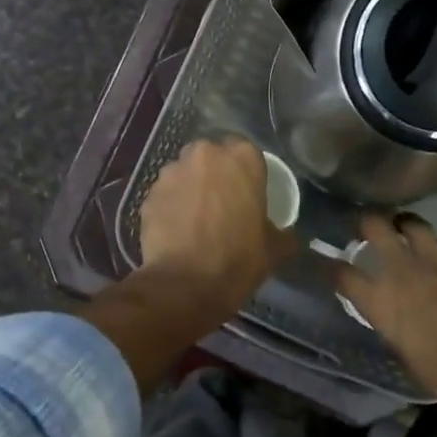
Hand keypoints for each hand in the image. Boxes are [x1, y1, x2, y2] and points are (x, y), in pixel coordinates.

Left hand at [137, 137, 295, 325]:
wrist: (185, 285)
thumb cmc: (238, 260)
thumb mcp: (274, 248)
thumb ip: (282, 232)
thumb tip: (287, 235)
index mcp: (242, 158)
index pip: (246, 151)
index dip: (245, 172)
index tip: (248, 192)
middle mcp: (204, 155)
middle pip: (211, 156)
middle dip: (214, 174)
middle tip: (222, 202)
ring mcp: (172, 173)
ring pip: (184, 173)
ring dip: (190, 188)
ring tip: (195, 219)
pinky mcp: (148, 195)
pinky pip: (165, 195)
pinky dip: (170, 207)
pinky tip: (176, 231)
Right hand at [336, 215, 436, 407]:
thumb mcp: (403, 350)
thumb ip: (390, 321)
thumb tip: (387, 308)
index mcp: (382, 301)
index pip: (343, 273)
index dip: (331, 265)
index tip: (328, 261)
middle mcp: (405, 272)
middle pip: (377, 228)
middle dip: (368, 222)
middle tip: (367, 227)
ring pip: (416, 225)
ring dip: (406, 226)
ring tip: (405, 230)